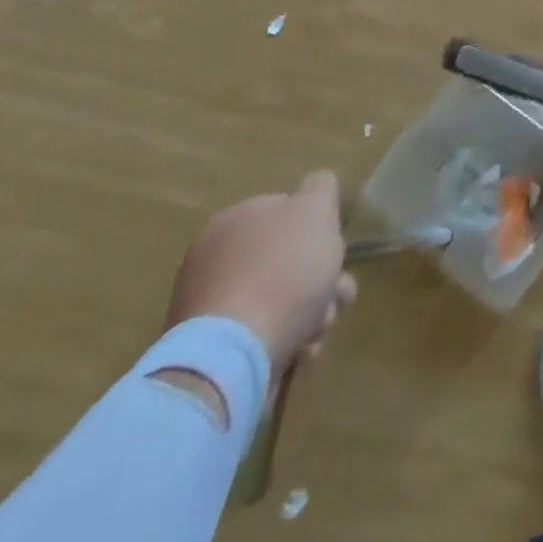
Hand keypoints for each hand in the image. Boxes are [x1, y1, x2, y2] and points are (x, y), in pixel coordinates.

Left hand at [166, 171, 356, 372]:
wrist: (233, 354)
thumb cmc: (283, 271)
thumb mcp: (316, 209)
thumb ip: (320, 187)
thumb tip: (315, 186)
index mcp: (235, 219)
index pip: (287, 211)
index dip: (318, 229)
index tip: (335, 251)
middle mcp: (214, 257)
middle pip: (285, 259)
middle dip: (320, 278)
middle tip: (337, 297)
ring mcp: (205, 306)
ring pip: (277, 298)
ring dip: (309, 311)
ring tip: (320, 332)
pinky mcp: (206, 350)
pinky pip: (257, 334)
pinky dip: (283, 338)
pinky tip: (300, 351)